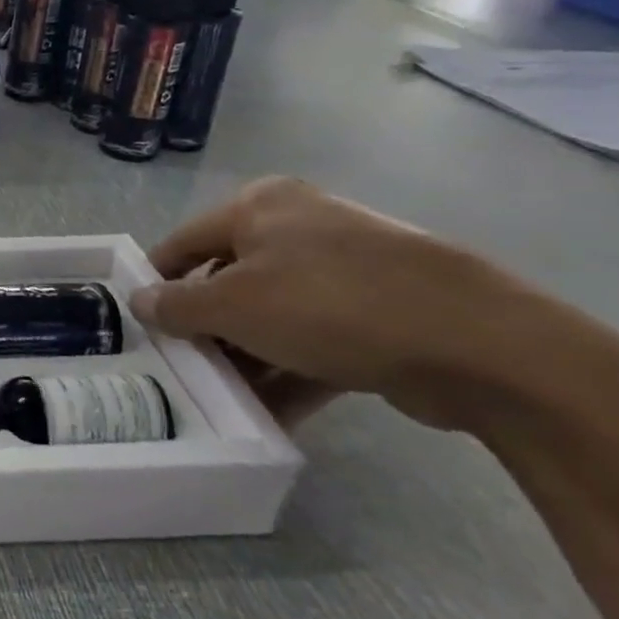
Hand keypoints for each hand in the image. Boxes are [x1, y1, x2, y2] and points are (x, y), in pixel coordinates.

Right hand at [131, 178, 510, 428]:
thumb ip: (175, 305)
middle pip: (228, 279)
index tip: (140, 324)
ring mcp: (346, 268)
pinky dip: (290, 370)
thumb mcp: (232, 305)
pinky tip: (270, 412)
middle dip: (205, 327)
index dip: (157, 282)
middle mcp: (300, 225)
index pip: (184, 241)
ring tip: (223, 397)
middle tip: (183, 366)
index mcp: (260, 206)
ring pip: (273, 313)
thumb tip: (138, 301)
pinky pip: (316, 338)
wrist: (480, 343)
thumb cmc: (329, 305)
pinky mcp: (382, 310)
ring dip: (246, 355)